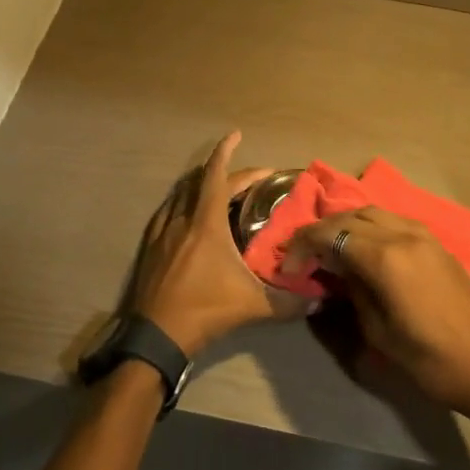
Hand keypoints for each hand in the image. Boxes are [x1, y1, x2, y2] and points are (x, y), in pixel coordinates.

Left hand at [130, 132, 314, 357]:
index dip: (226, 151)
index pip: (217, 176)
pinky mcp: (150, 246)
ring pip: (180, 194)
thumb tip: (319, 300)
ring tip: (221, 189)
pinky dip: (182, 203)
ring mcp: (162, 231)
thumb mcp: (252, 306)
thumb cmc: (204, 311)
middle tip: (251, 177)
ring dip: (201, 185)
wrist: (156, 335)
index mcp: (206, 223)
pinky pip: (167, 212)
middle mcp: (182, 219)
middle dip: (226, 171)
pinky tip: (188, 215)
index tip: (235, 134)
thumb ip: (288, 302)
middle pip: (202, 182)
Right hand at [284, 207, 469, 433]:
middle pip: (350, 216)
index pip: (331, 234)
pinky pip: (394, 221)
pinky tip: (363, 246)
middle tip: (303, 252)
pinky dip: (371, 226)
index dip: (303, 246)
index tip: (288, 266)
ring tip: (330, 245)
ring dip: (346, 223)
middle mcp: (403, 235)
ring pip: (373, 212)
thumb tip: (336, 268)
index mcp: (385, 257)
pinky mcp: (436, 243)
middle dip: (322, 229)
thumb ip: (352, 288)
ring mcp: (423, 235)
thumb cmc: (426, 359)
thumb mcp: (376, 329)